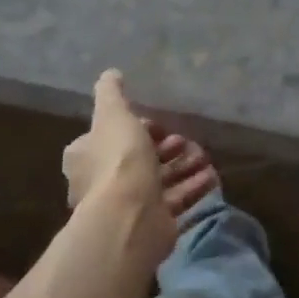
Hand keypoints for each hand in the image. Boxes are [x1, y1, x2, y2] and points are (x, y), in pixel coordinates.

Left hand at [62, 70, 217, 267]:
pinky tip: (211, 177)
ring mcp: (127, 206)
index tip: (158, 123)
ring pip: (160, 179)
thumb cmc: (119, 159)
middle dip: (166, 147)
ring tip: (205, 157)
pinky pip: (175, 200)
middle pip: (139, 158)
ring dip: (184, 166)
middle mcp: (102, 182)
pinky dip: (193, 187)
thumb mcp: (113, 114)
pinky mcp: (151, 223)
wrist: (131, 217)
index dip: (137, 126)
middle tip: (185, 140)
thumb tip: (110, 73)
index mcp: (86, 156)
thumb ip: (111, 93)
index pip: (110, 135)